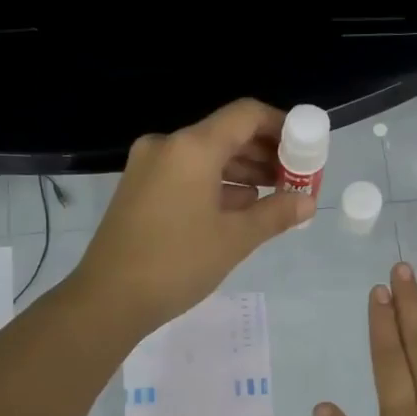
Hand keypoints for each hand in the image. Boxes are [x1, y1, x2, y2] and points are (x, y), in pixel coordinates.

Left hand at [71, 98, 312, 334]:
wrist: (108, 299)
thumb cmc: (177, 263)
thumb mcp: (235, 239)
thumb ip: (276, 214)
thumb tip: (308, 202)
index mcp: (192, 148)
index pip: (246, 115)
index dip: (281, 125)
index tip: (306, 148)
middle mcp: (167, 146)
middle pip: (226, 134)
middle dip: (265, 153)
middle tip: (296, 178)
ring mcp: (149, 167)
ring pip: (206, 156)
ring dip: (242, 171)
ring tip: (276, 195)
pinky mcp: (139, 189)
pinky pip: (187, 174)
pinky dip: (216, 184)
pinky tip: (241, 207)